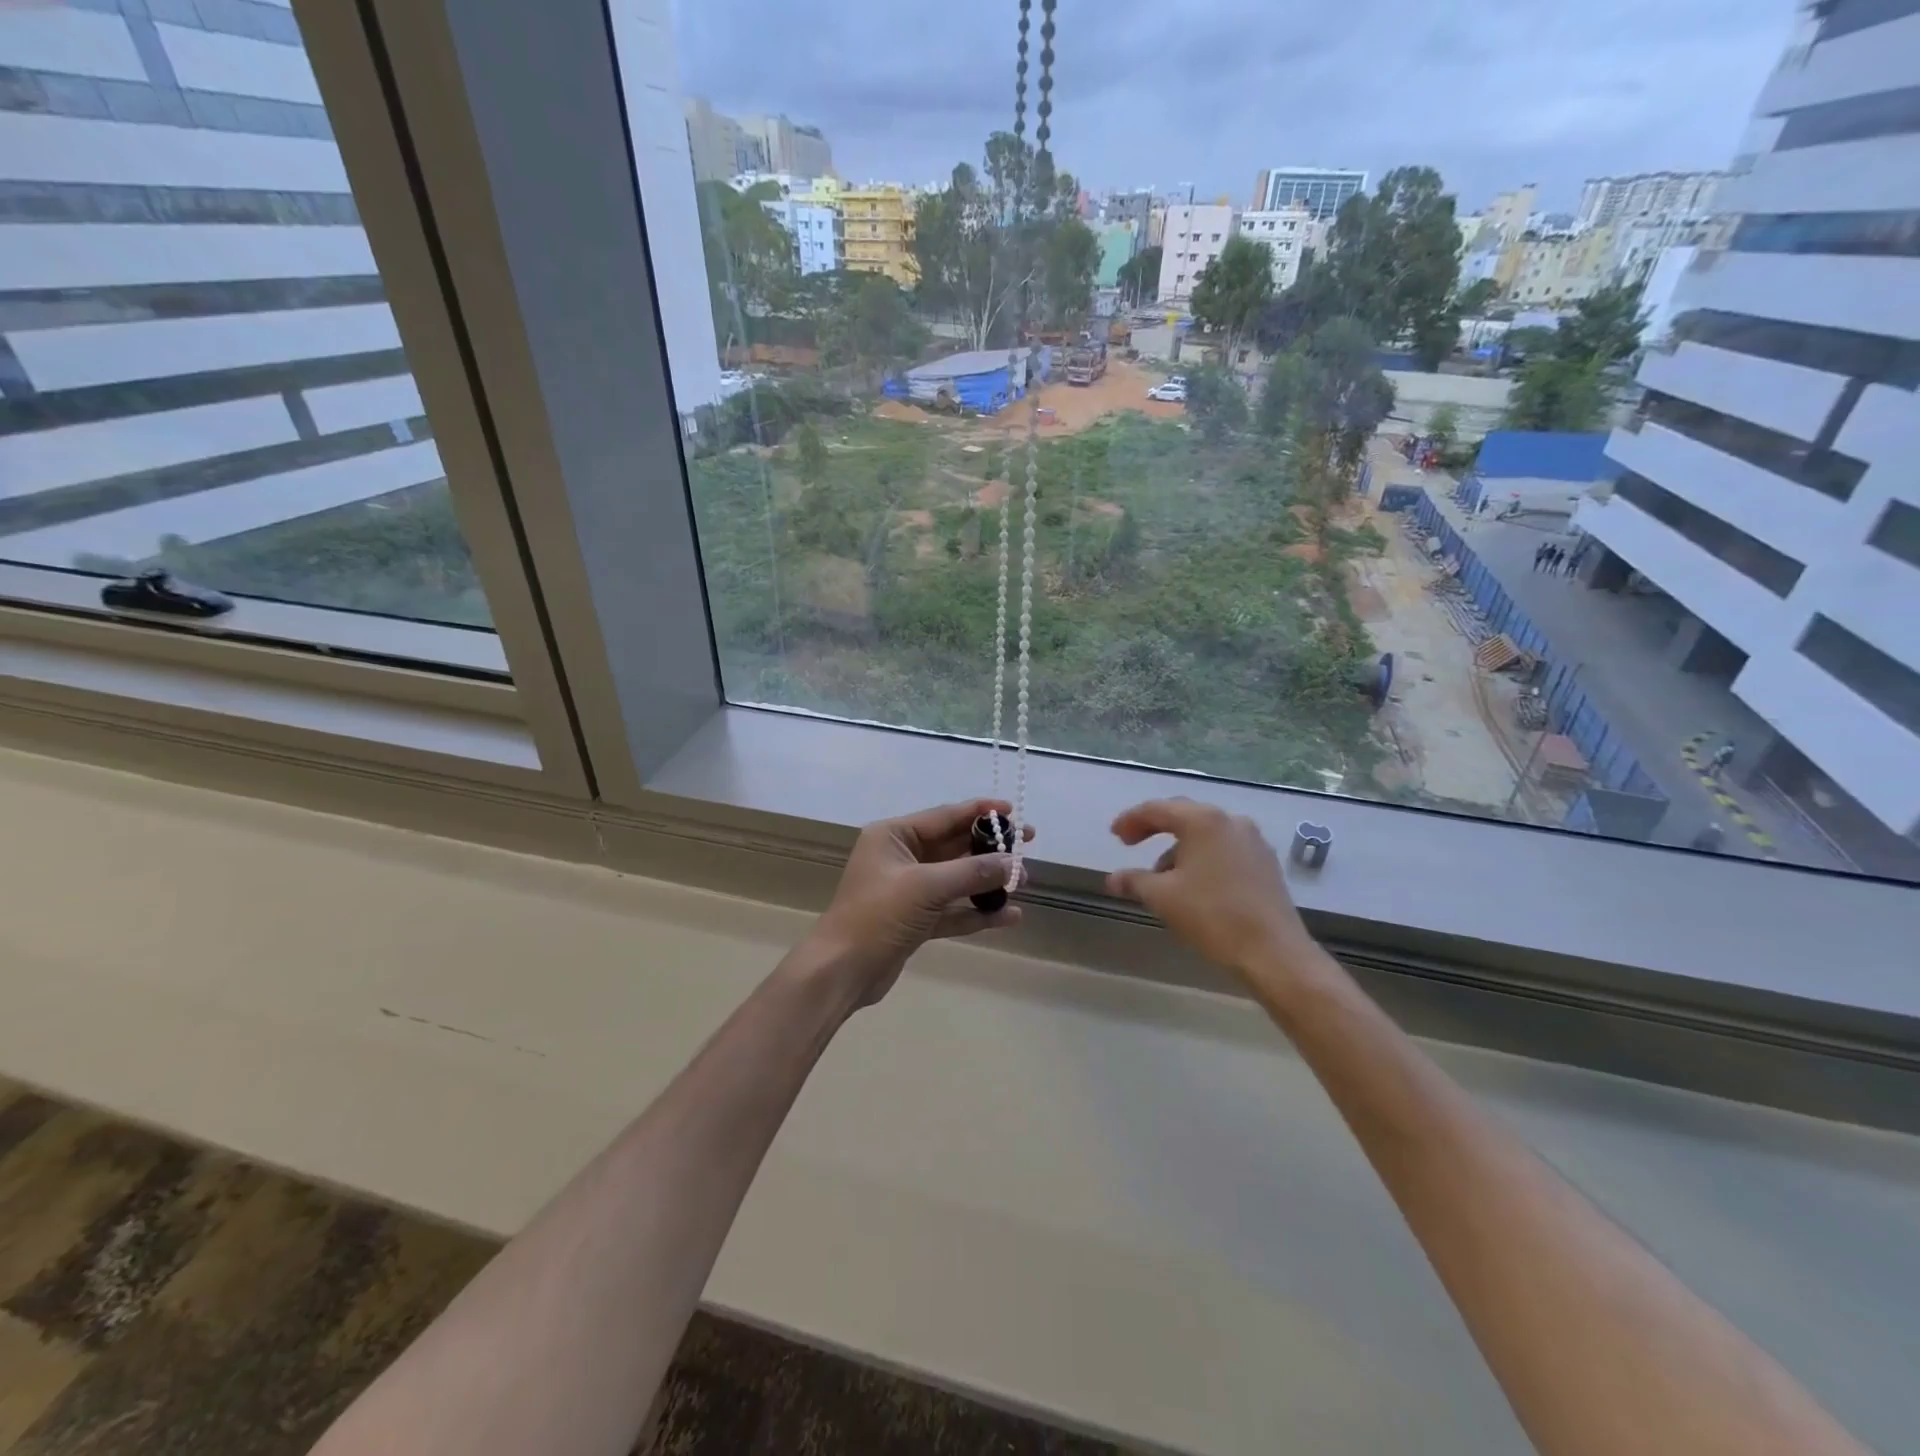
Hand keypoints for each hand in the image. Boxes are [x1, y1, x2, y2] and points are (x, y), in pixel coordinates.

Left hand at [799, 799, 1033, 1007]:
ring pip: (956, 879)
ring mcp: (908, 890)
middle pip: (954, 846)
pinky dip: (977, 912)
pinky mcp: (915, 920)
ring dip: (987, 881)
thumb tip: (1013, 864)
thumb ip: (972, 873)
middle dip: (990, 848)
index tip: (1013, 811)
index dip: (980, 812)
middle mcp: (901, 857)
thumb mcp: (926, 887)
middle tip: (1027, 844)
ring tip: (1024, 881)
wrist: (841, 970)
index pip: (944, 816)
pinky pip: (953, 909)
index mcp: (893, 836)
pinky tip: (1009, 916)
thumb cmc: (878, 916)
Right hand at [1106, 798, 1319, 983]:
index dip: (1131, 820)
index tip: (1114, 836)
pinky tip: (1193, 885)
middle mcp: (1231, 821)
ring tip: (1161, 877)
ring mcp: (1253, 841)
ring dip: (1179, 848)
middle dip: (1154, 829)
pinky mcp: (1266, 863)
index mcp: (1203, 821)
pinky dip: (1202, 858)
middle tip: (1131, 844)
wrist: (1273, 953)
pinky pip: (1224, 849)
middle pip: (1184, 816)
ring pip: (1206, 834)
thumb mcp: (1162, 897)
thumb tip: (1112, 878)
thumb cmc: (1212, 916)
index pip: (1157, 809)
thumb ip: (1134, 880)